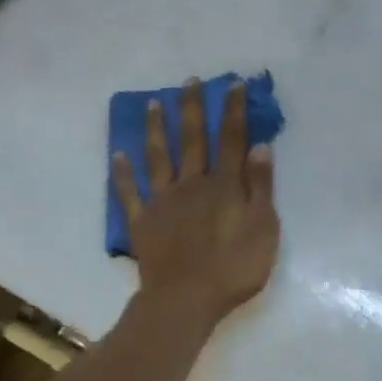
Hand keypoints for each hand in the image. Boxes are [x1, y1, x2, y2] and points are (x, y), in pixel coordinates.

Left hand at [112, 79, 280, 329]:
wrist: (185, 300)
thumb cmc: (233, 268)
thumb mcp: (263, 228)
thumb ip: (261, 187)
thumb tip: (260, 147)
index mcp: (224, 185)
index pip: (231, 139)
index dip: (233, 111)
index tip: (234, 84)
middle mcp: (191, 183)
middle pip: (193, 139)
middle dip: (193, 108)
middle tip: (190, 81)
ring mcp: (163, 200)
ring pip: (159, 156)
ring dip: (158, 129)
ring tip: (154, 103)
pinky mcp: (142, 220)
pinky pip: (130, 191)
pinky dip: (123, 172)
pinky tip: (118, 154)